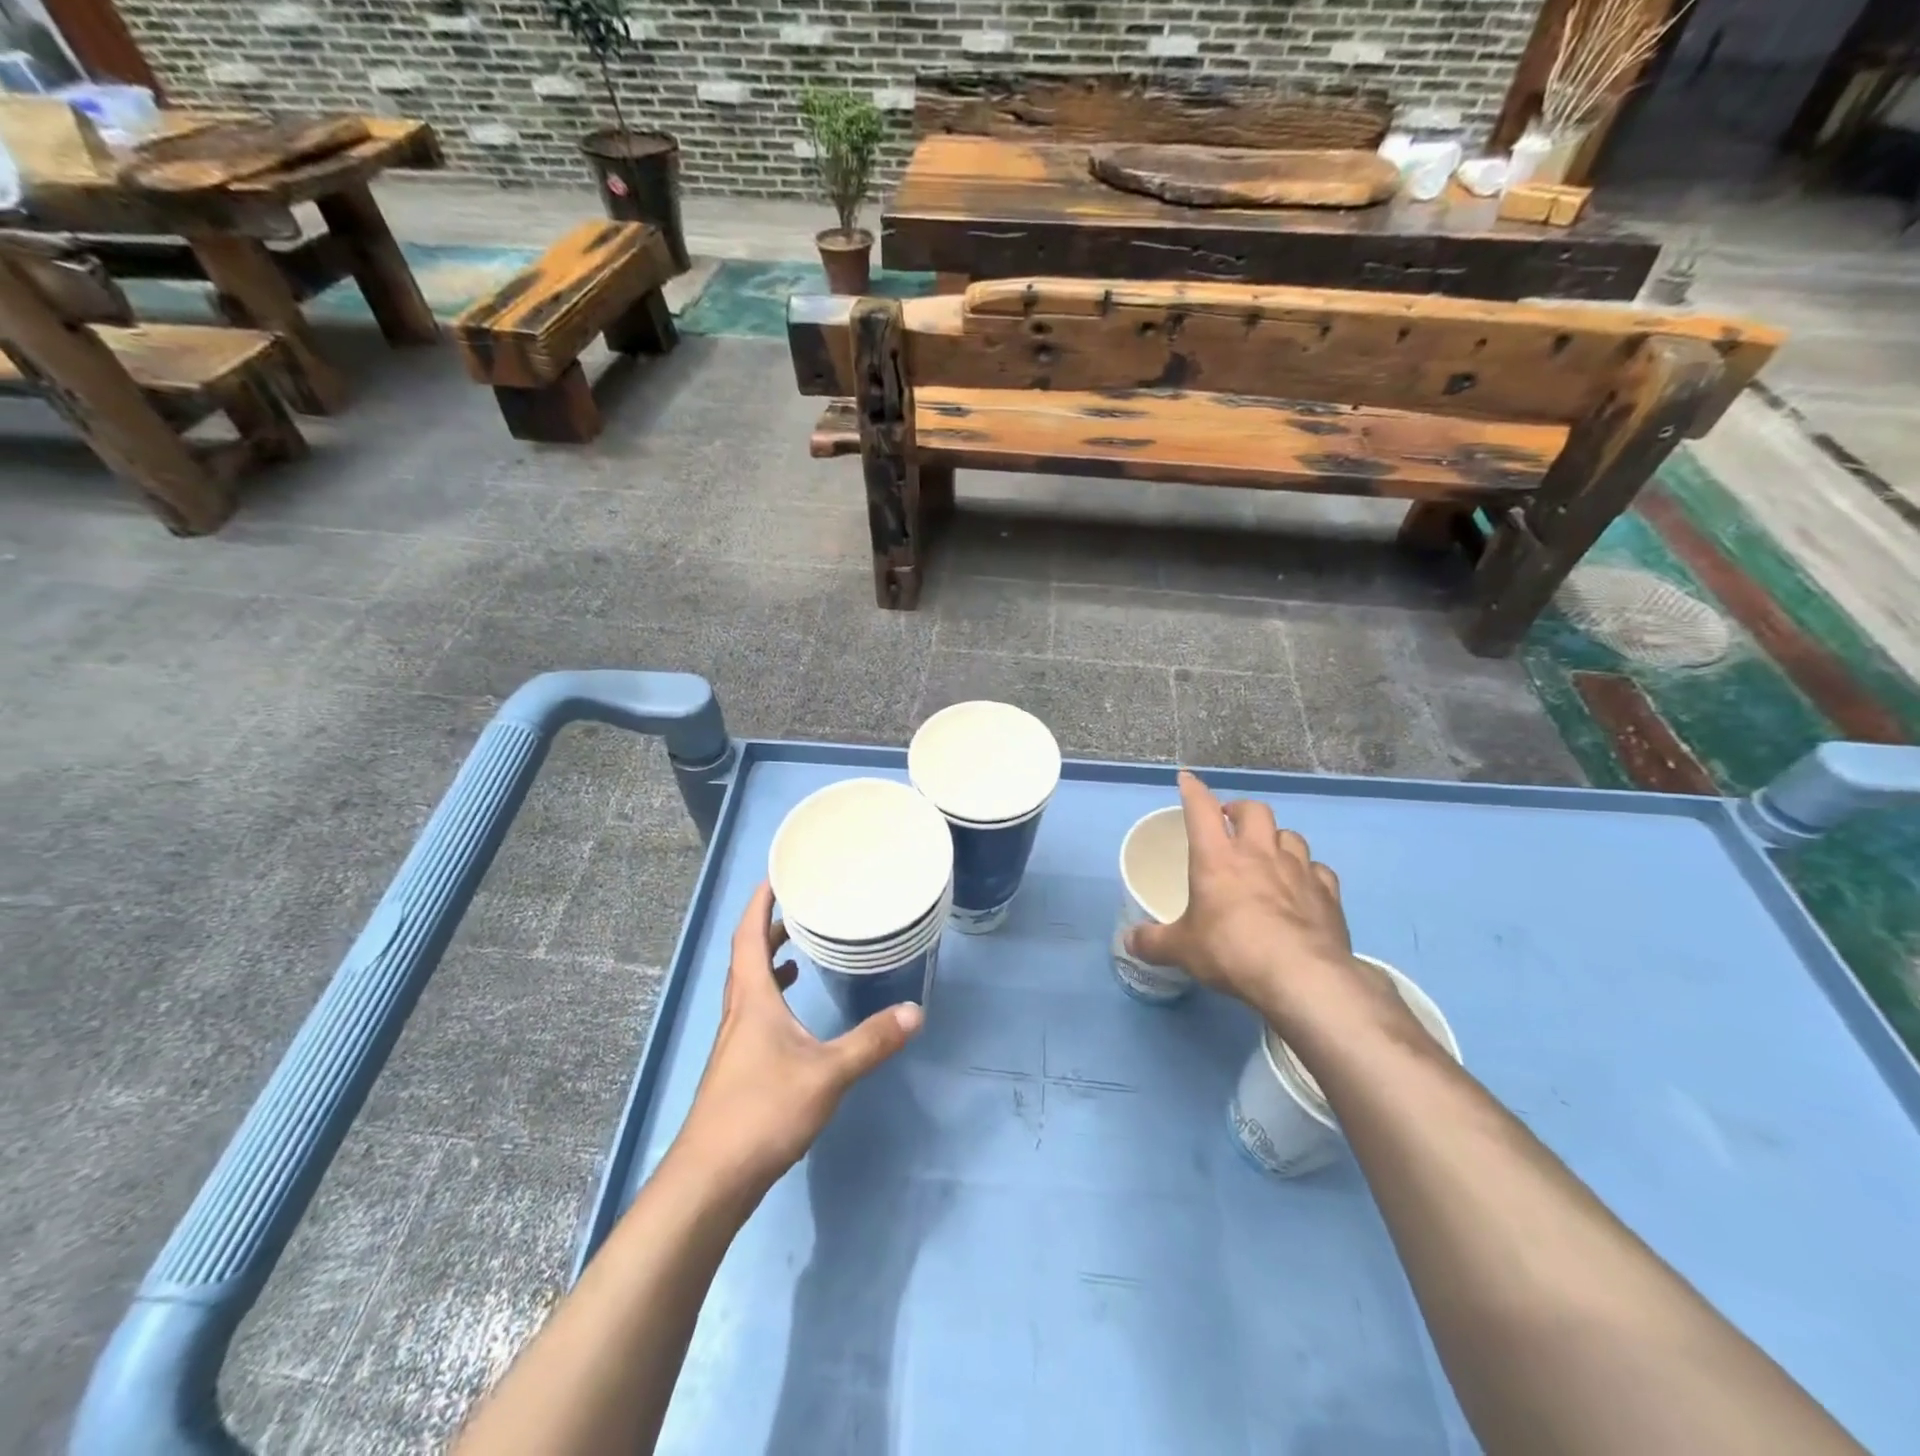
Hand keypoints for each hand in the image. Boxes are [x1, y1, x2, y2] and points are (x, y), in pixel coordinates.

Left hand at [666, 882, 922, 1202]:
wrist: (711, 1179)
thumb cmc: (764, 1112)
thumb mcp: (828, 1074)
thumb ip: (872, 1042)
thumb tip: (915, 1011)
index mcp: (752, 1001)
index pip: (747, 937)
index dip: (759, 904)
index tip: (774, 877)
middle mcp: (738, 1014)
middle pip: (746, 957)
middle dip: (768, 928)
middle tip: (798, 908)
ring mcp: (734, 1043)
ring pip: (748, 987)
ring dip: (768, 962)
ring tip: (797, 951)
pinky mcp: (737, 1069)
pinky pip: (753, 1014)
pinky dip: (771, 998)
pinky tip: (792, 1015)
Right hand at [1125, 771, 1398, 1034]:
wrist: (1301, 976)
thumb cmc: (1231, 951)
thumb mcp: (1182, 950)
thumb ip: (1154, 942)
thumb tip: (1128, 941)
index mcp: (1216, 857)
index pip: (1201, 809)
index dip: (1193, 790)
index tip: (1187, 780)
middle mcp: (1258, 853)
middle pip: (1254, 810)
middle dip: (1240, 810)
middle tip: (1231, 823)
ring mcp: (1298, 870)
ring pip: (1290, 836)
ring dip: (1277, 839)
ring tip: (1269, 854)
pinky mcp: (1327, 893)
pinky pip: (1319, 870)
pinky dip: (1309, 872)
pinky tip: (1303, 886)